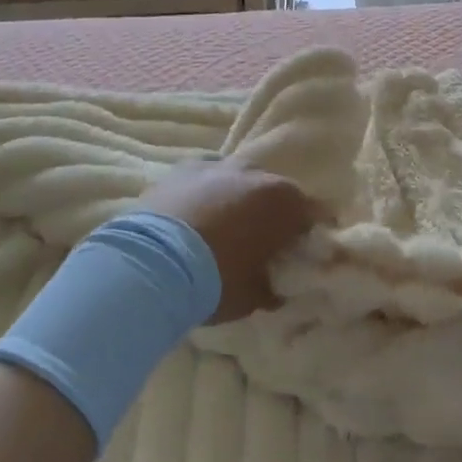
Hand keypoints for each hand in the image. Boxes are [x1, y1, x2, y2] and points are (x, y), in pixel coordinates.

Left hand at [138, 160, 323, 322]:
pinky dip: (205, 194)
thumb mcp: (253, 296)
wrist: (150, 264)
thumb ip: (270, 286)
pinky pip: (204, 179)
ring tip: (222, 228)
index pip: (311, 213)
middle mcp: (255, 173)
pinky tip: (194, 217)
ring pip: (237, 180)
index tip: (298, 252)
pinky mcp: (181, 169)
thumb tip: (274, 289)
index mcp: (283, 201)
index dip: (306, 233)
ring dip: (236, 199)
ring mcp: (216, 166)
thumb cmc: (216, 281)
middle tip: (260, 242)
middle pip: (273, 191)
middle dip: (270, 213)